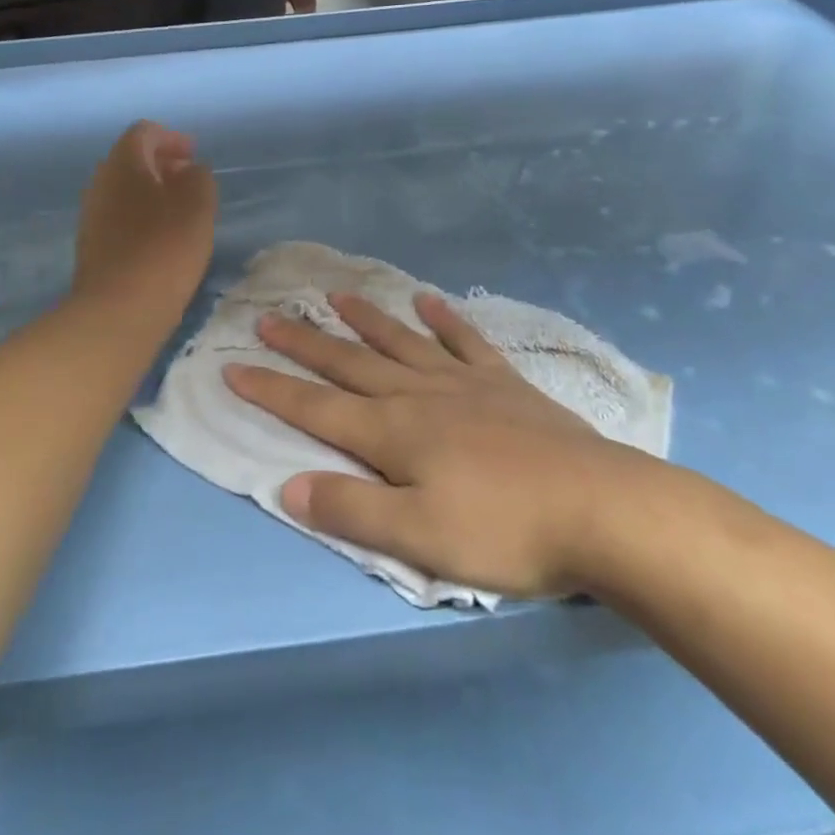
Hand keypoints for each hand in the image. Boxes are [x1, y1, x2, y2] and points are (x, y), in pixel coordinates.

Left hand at [73, 121, 216, 319]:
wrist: (119, 310)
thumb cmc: (164, 248)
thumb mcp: (198, 204)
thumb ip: (198, 177)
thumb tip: (189, 171)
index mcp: (123, 163)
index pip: (144, 132)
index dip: (171, 138)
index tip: (194, 154)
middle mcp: (100, 182)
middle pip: (131, 160)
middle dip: (161, 164)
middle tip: (190, 180)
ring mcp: (92, 216)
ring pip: (124, 191)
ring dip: (152, 193)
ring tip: (182, 212)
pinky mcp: (93, 247)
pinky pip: (120, 218)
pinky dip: (142, 217)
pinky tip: (163, 240)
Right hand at [225, 291, 672, 597]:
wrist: (601, 507)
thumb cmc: (505, 531)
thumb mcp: (419, 539)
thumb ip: (350, 511)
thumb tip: (286, 486)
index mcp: (392, 433)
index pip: (314, 409)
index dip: (271, 390)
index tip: (233, 366)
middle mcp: (418, 395)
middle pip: (348, 364)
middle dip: (304, 344)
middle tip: (269, 318)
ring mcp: (463, 383)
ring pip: (400, 342)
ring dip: (365, 320)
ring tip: (336, 295)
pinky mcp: (504, 383)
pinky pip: (465, 341)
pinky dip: (444, 320)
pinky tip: (428, 301)